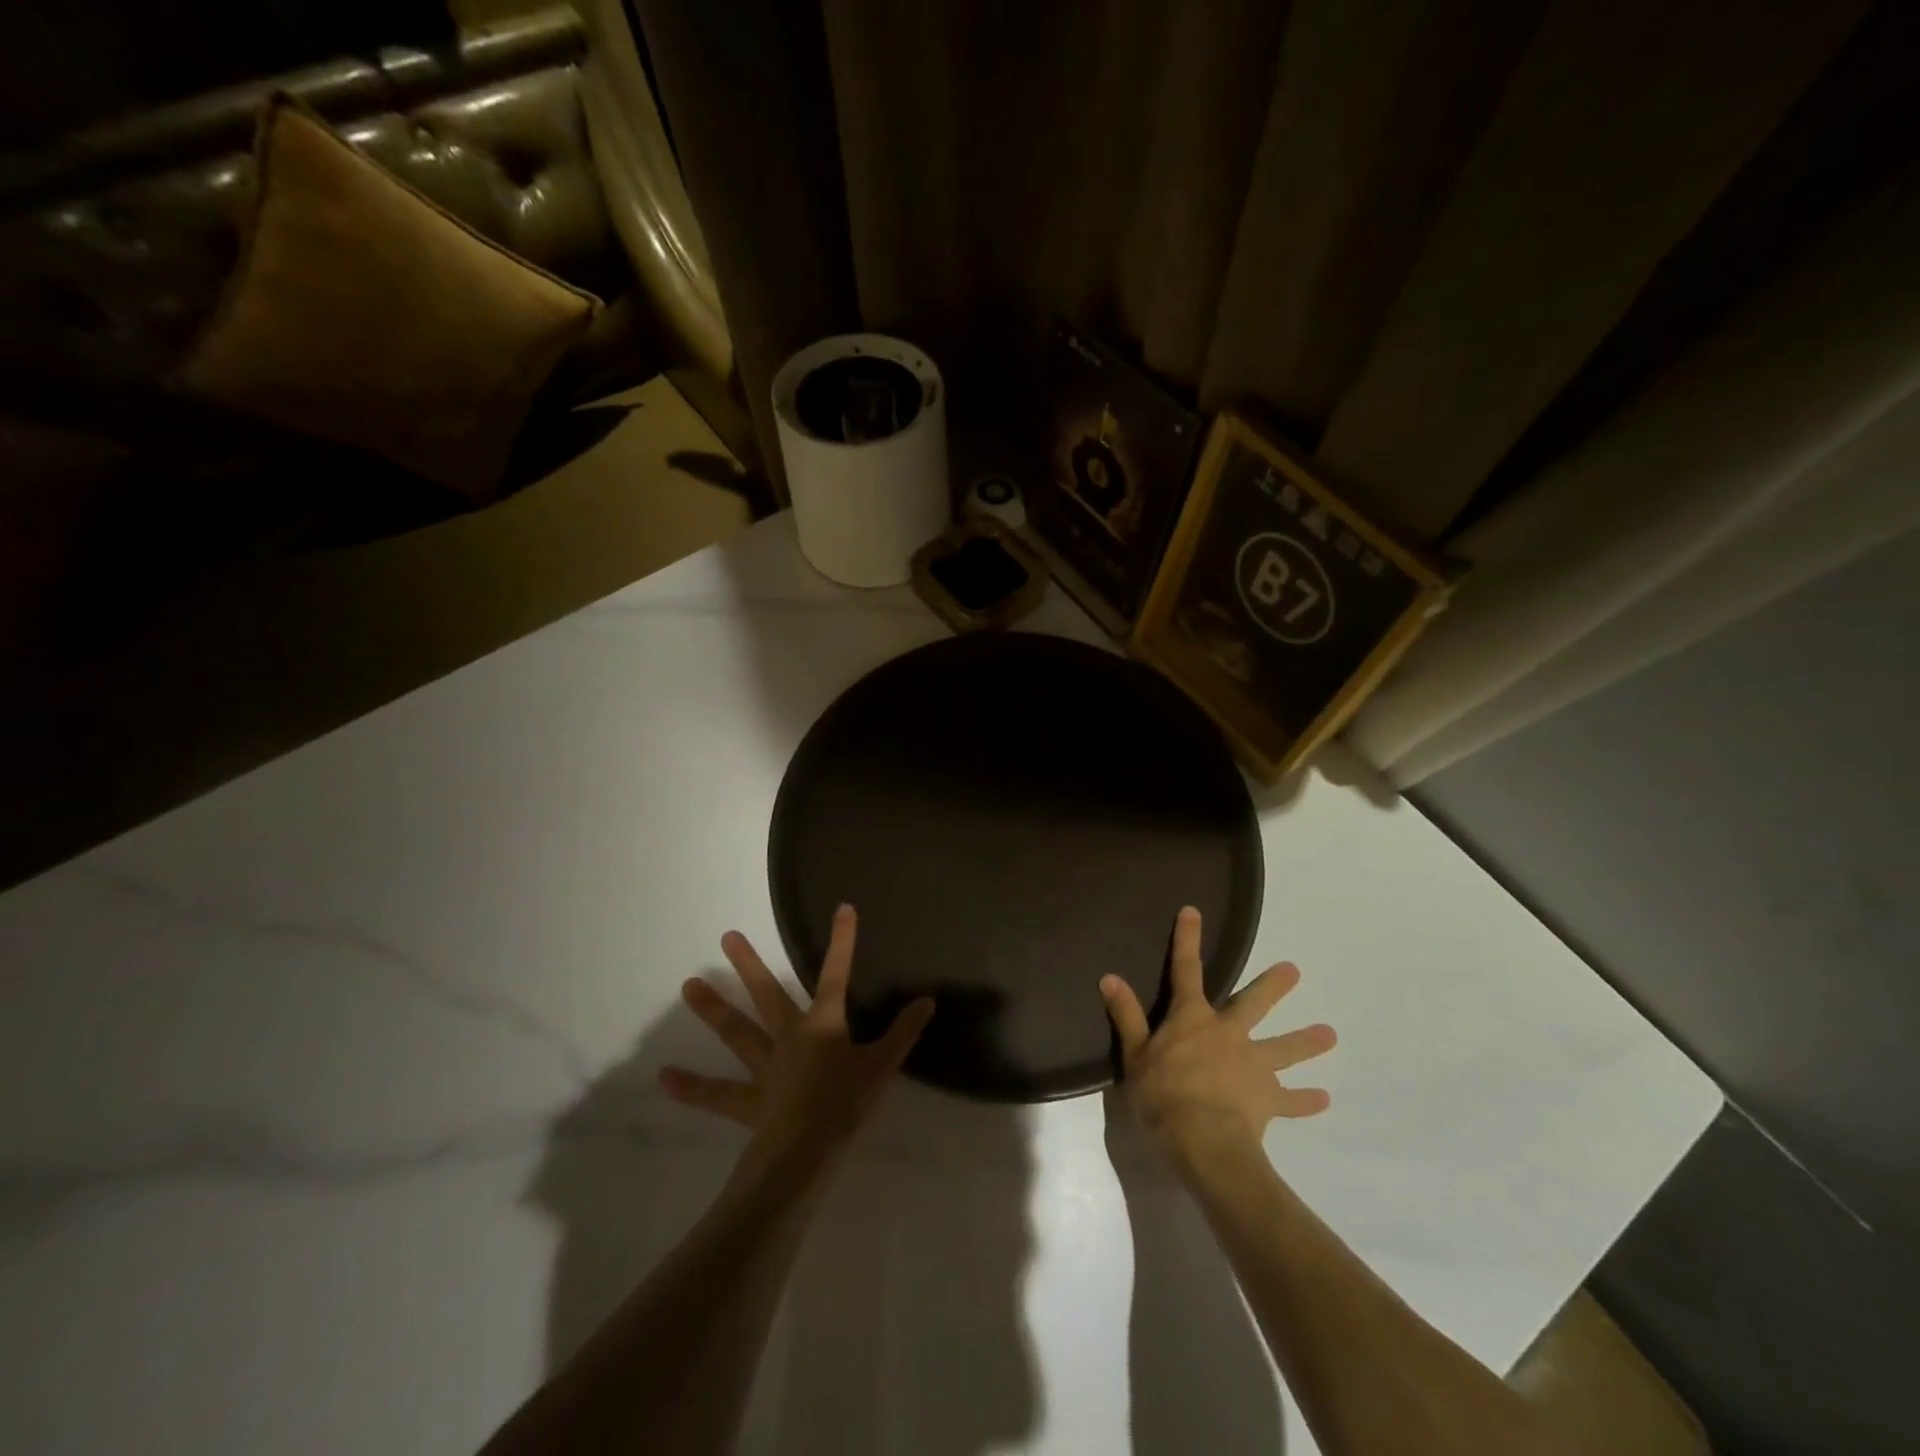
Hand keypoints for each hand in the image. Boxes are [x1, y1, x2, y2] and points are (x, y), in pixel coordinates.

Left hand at [661, 905, 934, 1171]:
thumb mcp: (884, 1067)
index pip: (837, 975)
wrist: (808, 1155)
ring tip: (687, 985)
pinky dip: (692, 1087)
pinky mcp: (748, 1101)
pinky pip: (717, 1093)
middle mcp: (788, 1037)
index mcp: (823, 1026)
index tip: (843, 908)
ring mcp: (764, 1067)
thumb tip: (927, 1000)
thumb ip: (904, 1032)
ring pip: (736, 1032)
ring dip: (713, 1009)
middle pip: (767, 994)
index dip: (843, 941)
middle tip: (726, 936)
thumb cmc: (848, 1106)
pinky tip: (664, 1078)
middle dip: (749, 965)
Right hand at [1101, 906, 1335, 1173]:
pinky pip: (1291, 1101)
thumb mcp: (1134, 1054)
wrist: (1203, 1140)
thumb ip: (1126, 1015)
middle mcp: (1228, 1034)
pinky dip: (1306, 1100)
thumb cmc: (1163, 1094)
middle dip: (1272, 986)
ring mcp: (1253, 1066)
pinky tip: (1324, 1099)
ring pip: (1283, 1048)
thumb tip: (1109, 977)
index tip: (1193, 911)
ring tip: (1330, 1034)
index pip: (1185, 970)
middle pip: (1252, 1004)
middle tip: (1294, 970)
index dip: (1187, 940)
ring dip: (1305, 1041)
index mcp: (1192, 1019)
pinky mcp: (1268, 1100)